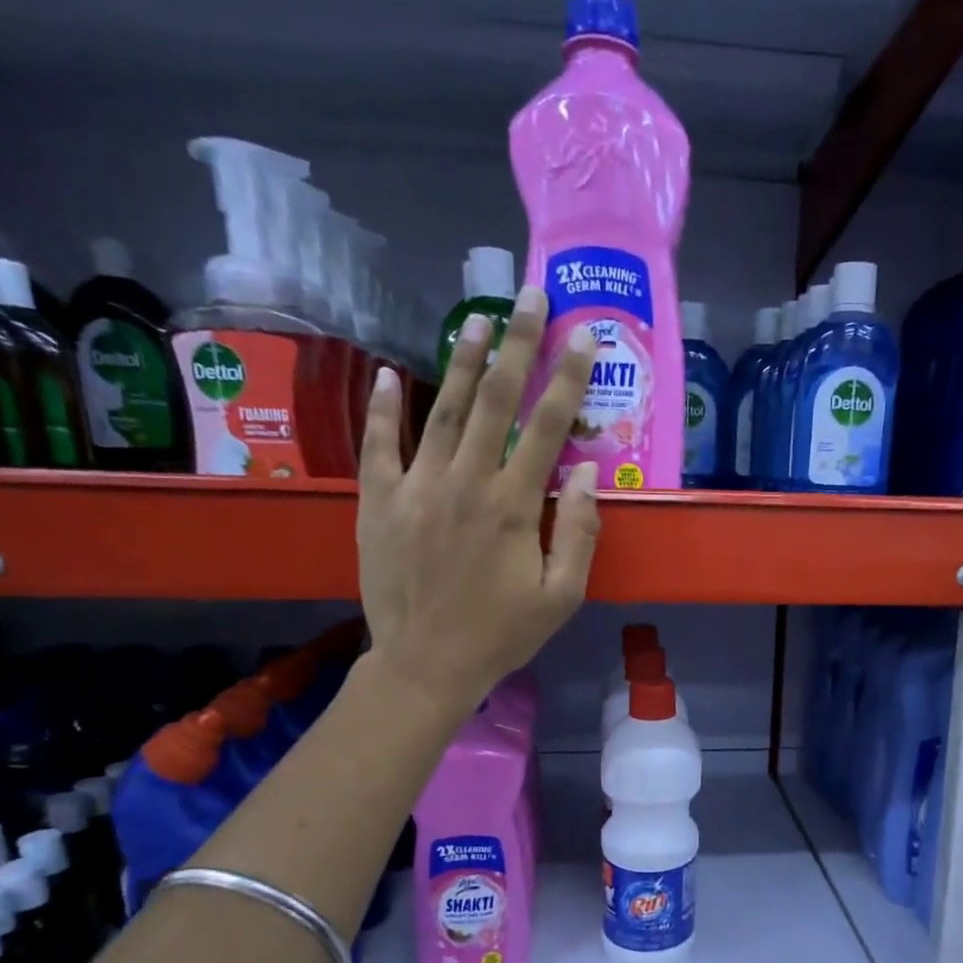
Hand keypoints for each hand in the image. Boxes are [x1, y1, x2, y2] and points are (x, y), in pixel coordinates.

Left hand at [353, 284, 599, 720]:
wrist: (425, 665)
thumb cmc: (501, 635)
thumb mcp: (560, 597)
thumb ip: (577, 533)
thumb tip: (583, 472)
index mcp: (512, 507)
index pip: (546, 427)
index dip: (567, 377)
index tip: (583, 336)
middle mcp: (464, 483)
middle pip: (495, 401)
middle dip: (518, 345)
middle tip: (530, 296)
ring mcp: (416, 488)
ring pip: (443, 411)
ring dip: (463, 362)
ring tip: (478, 320)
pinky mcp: (379, 502)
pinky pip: (380, 445)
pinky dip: (385, 408)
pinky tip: (393, 376)